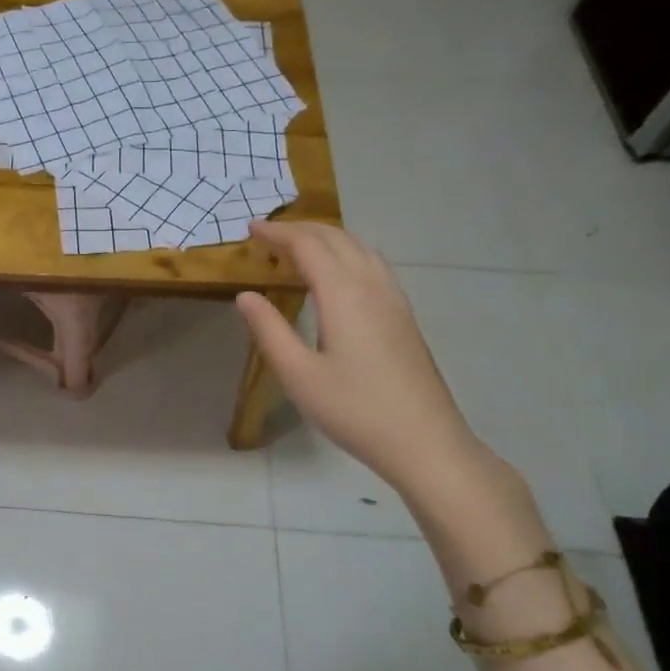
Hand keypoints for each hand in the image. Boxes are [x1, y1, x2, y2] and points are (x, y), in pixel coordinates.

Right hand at [236, 220, 487, 497]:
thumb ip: (269, 330)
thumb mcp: (298, 374)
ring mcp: (394, 299)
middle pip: (336, 238)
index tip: (249, 229)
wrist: (424, 441)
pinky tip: (337, 274)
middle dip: (300, 229)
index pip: (307, 245)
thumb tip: (245, 295)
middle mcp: (372, 285)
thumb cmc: (354, 409)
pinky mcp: (403, 315)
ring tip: (297, 248)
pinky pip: (372, 264)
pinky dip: (346, 253)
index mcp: (344, 294)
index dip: (277, 233)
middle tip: (267, 234)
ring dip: (326, 238)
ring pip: (359, 248)